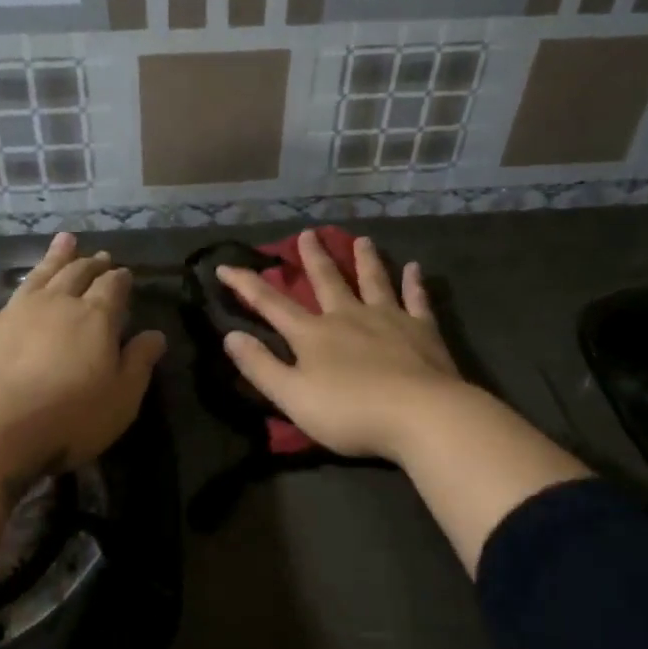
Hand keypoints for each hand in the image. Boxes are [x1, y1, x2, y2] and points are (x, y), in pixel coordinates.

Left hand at [0, 233, 165, 477]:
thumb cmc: (68, 414)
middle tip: (99, 255)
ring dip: (51, 258)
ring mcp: (13, 311)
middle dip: (90, 264)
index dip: (120, 279)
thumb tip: (156, 335)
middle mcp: (56, 304)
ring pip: (36, 276)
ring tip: (63, 240)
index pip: (112, 289)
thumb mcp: (121, 397)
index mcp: (94, 318)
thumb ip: (139, 363)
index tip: (124, 273)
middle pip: (76, 275)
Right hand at [217, 231, 466, 462]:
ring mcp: (388, 319)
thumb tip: (230, 336)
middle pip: (327, 281)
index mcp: (313, 334)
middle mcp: (348, 316)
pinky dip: (414, 283)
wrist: (420, 415)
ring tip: (362, 239)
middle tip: (308, 233)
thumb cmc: (349, 412)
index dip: (246, 285)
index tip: (225, 267)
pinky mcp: (422, 331)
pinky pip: (416, 299)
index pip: (271, 304)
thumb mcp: (292, 396)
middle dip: (313, 258)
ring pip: (372, 281)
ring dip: (365, 260)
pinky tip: (414, 268)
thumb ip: (260, 366)